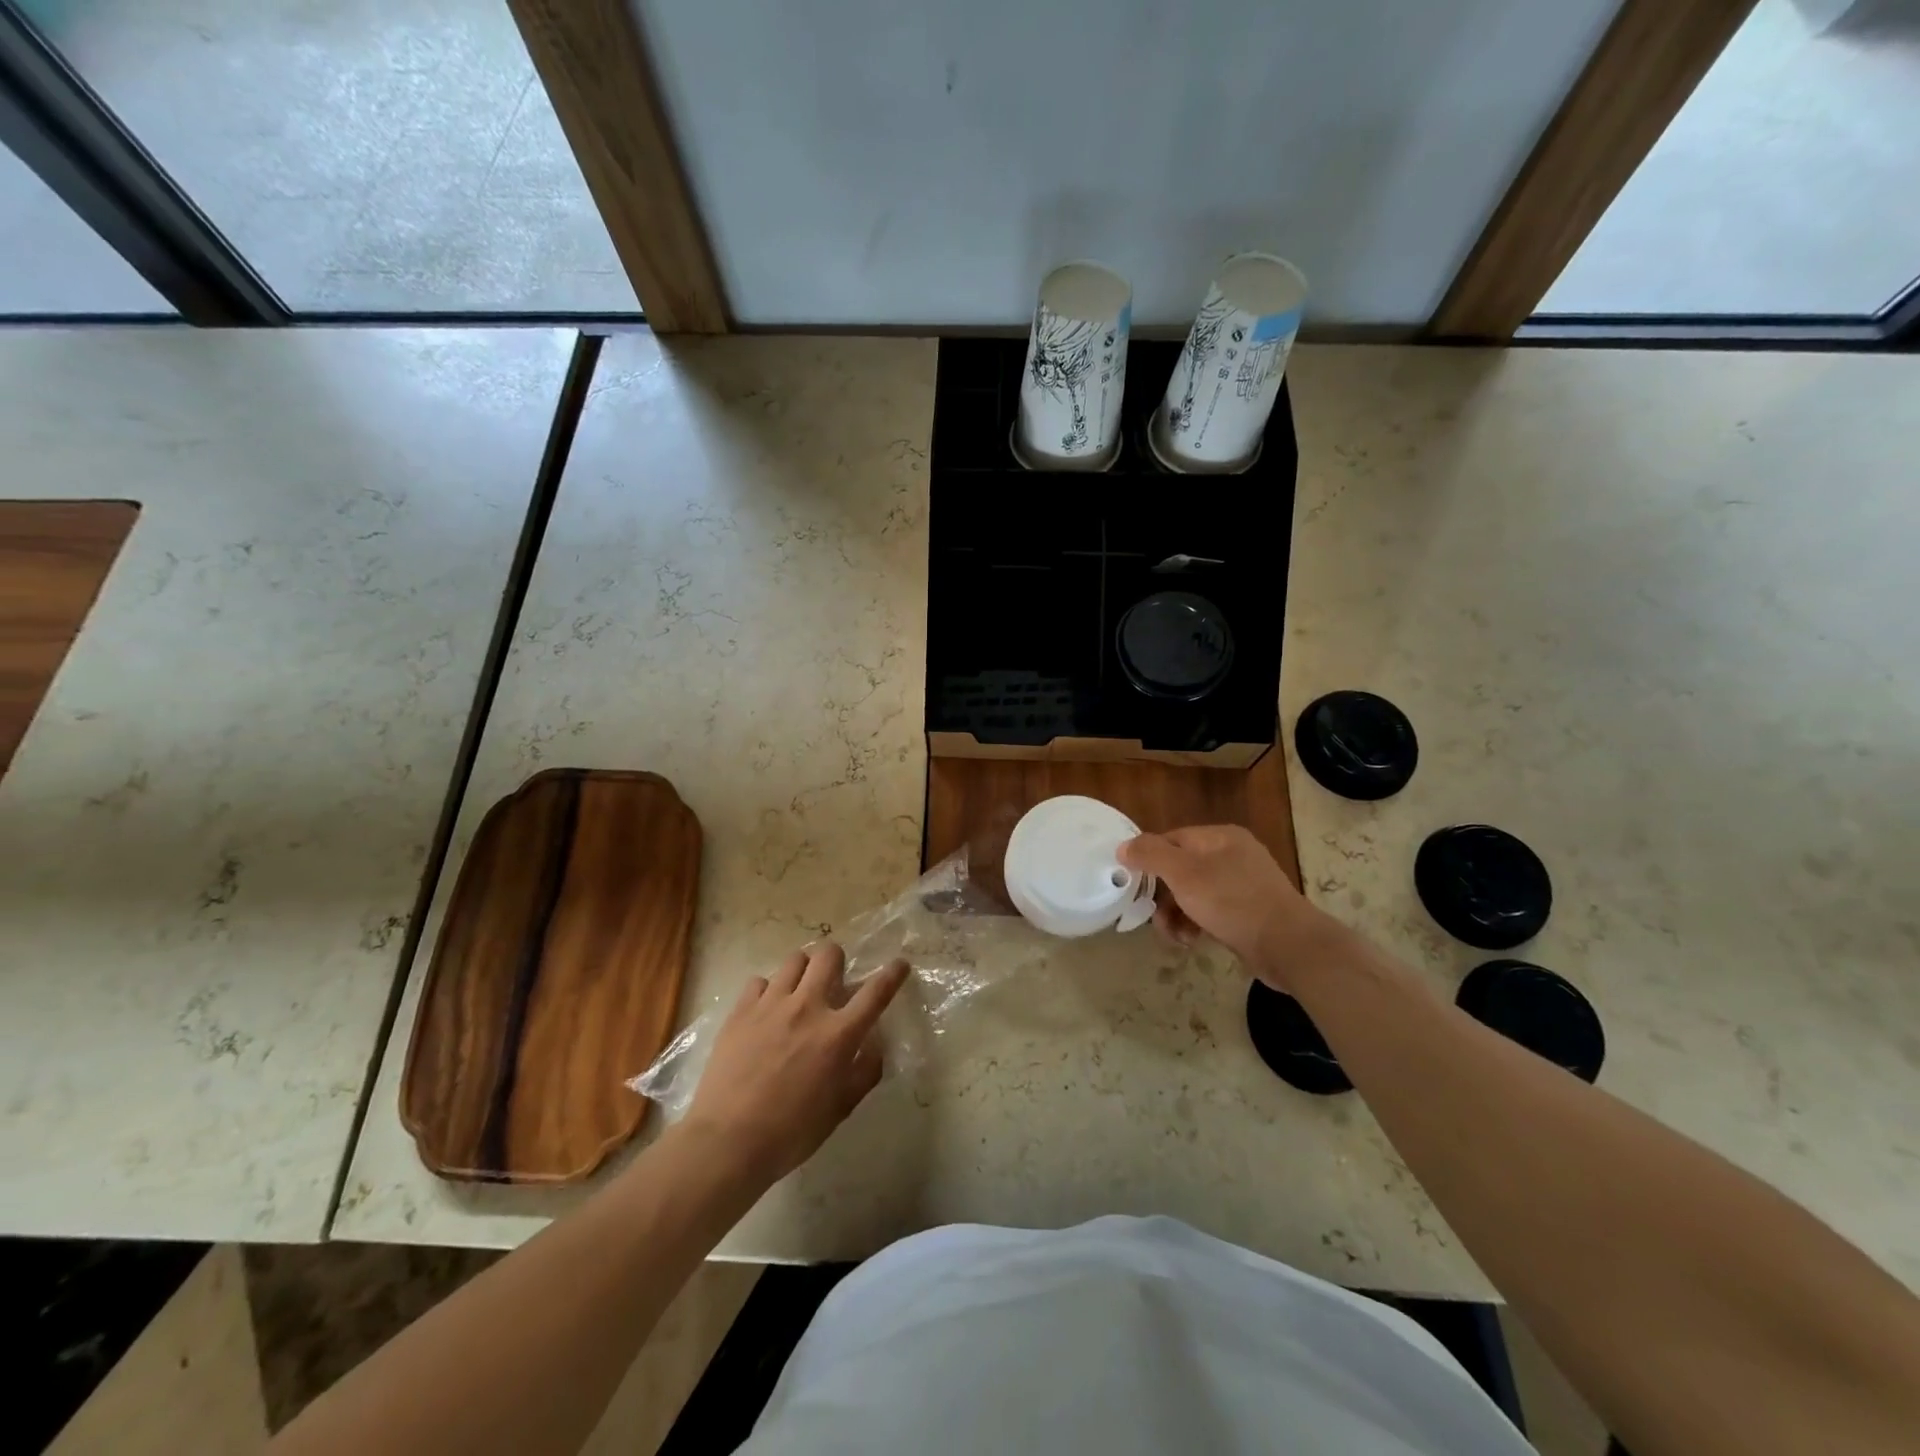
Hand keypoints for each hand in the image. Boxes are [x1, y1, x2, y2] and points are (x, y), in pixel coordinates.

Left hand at [682, 943, 909, 1186]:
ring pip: (794, 960)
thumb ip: (864, 1072)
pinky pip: (759, 981)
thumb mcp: (840, 1109)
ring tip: (797, 991)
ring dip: (803, 971)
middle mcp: (808, 1008)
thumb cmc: (791, 1132)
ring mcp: (771, 1004)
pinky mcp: (741, 1010)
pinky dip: (767, 991)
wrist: (727, 1141)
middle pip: (829, 955)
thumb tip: (874, 1045)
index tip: (899, 964)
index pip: (876, 992)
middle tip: (833, 981)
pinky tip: (765, 1011)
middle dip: (837, 960)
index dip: (892, 974)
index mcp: (838, 1034)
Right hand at [1118, 825, 1329, 991]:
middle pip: (1180, 869)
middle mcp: (1232, 855)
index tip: (1133, 885)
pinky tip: (1191, 942)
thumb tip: (1123, 846)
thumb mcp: (1184, 874)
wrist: (1288, 946)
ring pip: (1193, 894)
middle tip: (1153, 919)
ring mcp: (1242, 885)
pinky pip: (1210, 912)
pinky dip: (1196, 925)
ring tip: (1174, 937)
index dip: (1148, 860)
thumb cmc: (1232, 902)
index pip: (1171, 839)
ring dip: (1176, 915)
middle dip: (1163, 897)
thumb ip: (1151, 855)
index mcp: (1220, 837)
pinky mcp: (1247, 913)